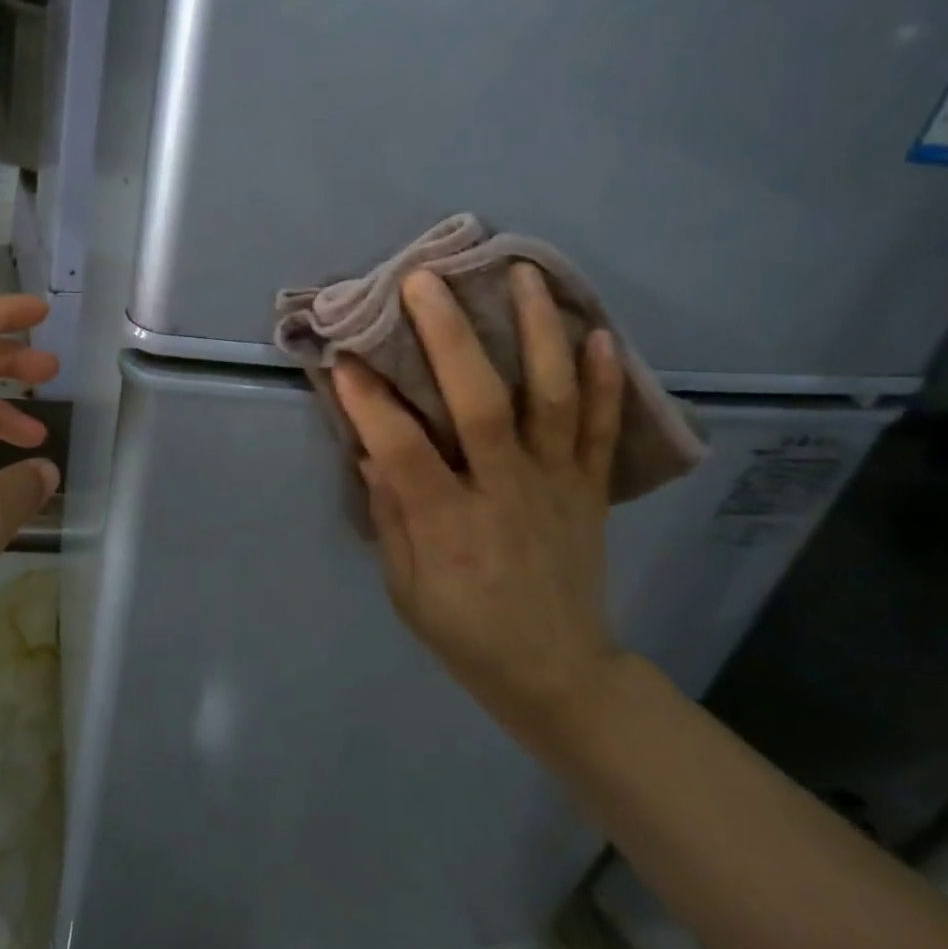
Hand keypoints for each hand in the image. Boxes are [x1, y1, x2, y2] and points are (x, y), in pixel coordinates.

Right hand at [334, 265, 627, 736]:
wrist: (559, 674)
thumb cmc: (464, 632)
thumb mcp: (405, 587)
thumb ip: (389, 515)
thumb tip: (371, 448)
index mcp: (449, 525)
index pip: (402, 447)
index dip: (368, 400)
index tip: (343, 355)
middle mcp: (505, 492)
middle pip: (480, 403)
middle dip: (448, 337)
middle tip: (424, 281)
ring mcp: (556, 485)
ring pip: (551, 398)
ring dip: (537, 332)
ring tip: (522, 274)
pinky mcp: (590, 489)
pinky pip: (603, 429)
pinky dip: (604, 379)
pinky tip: (596, 331)